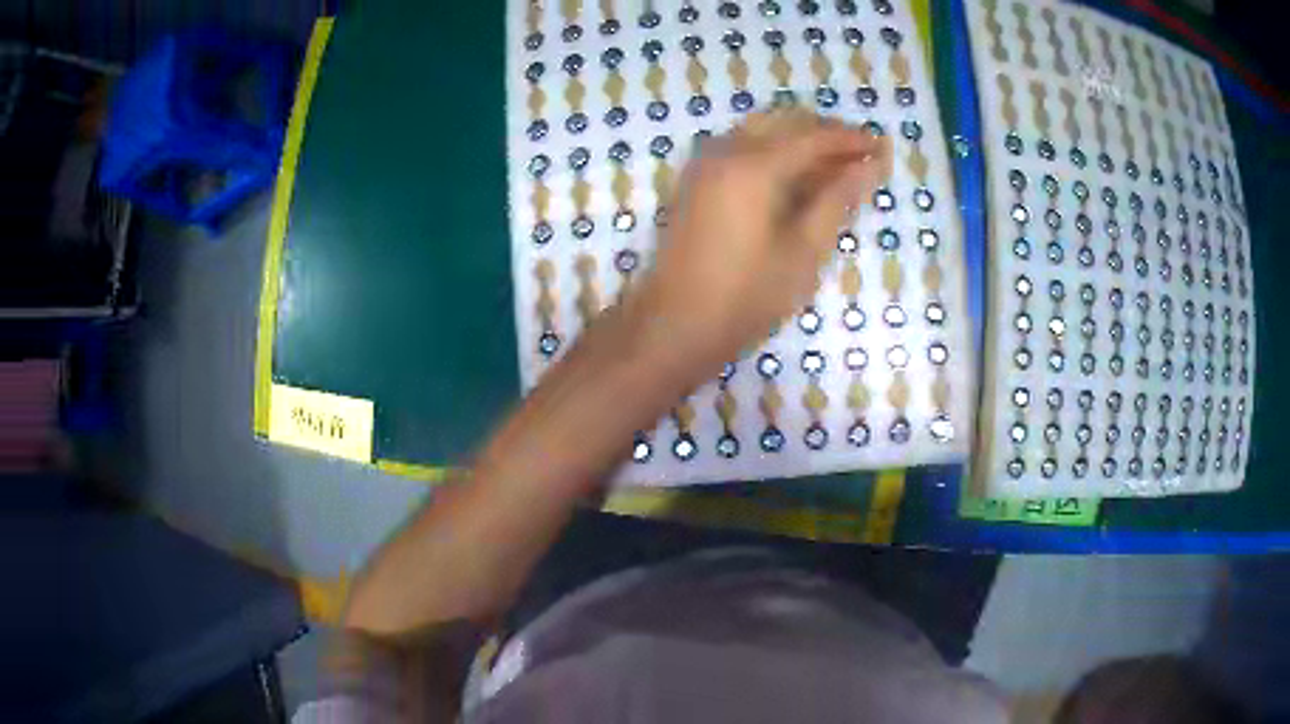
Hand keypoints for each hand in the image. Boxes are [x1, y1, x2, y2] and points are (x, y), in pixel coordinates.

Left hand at [633, 109, 892, 387]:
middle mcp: (726, 150)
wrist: (673, 326)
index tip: (882, 148)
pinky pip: (741, 147)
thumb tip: (870, 165)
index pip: (814, 136)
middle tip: (861, 156)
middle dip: (827, 134)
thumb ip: (838, 199)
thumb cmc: (746, 297)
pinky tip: (794, 176)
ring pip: (761, 131)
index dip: (852, 140)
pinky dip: (773, 150)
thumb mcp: (804, 251)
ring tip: (834, 167)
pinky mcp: (695, 180)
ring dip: (800, 139)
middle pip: (786, 122)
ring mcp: (705, 163)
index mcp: (755, 165)